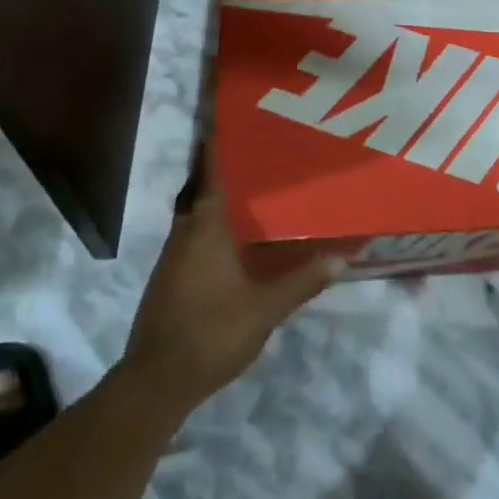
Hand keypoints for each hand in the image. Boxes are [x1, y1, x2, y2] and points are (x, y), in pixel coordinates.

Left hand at [123, 149, 340, 409]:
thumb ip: (302, 281)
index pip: (209, 169)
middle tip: (261, 154)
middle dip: (228, 170)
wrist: (156, 381)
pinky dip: (215, 228)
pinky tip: (237, 242)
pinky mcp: (170, 276)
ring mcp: (173, 254)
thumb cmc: (211, 332)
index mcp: (205, 225)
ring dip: (221, 201)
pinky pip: (195, 237)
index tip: (229, 117)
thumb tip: (341, 257)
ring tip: (256, 193)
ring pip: (198, 214)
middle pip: (204, 188)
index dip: (217, 142)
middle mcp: (185, 230)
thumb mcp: (265, 308)